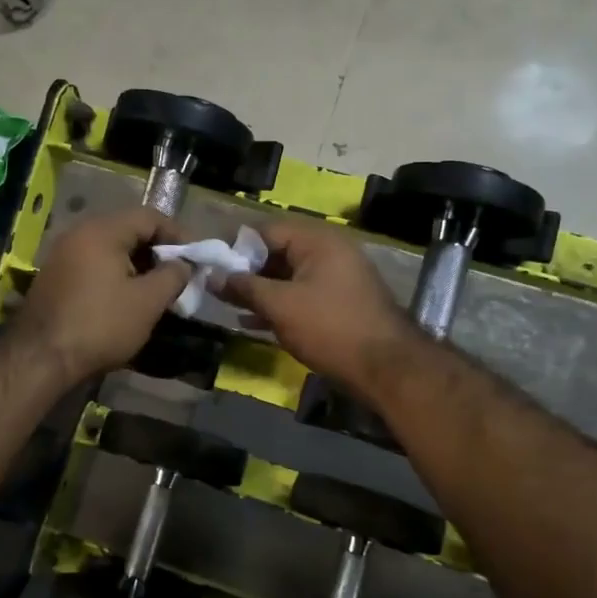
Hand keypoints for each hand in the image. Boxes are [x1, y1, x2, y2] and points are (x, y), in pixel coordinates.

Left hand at [12, 207, 190, 382]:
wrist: (41, 358)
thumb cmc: (101, 325)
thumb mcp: (148, 301)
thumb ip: (173, 275)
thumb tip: (184, 264)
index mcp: (102, 231)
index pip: (150, 217)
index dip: (179, 235)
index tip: (197, 258)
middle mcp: (79, 234)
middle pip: (129, 231)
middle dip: (158, 251)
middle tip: (179, 275)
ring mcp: (63, 255)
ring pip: (111, 249)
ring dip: (138, 266)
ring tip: (158, 290)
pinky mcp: (55, 277)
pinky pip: (94, 265)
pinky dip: (117, 275)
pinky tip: (128, 299)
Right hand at [223, 221, 414, 393]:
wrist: (385, 367)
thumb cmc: (329, 328)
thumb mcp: (280, 305)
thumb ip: (244, 287)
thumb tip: (213, 275)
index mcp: (318, 240)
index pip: (267, 230)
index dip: (236, 246)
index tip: (211, 265)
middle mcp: (330, 252)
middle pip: (278, 252)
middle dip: (246, 271)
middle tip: (217, 289)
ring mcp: (337, 279)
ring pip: (288, 277)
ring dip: (260, 291)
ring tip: (228, 306)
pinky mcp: (339, 304)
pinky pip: (301, 296)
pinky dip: (279, 306)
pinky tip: (252, 323)